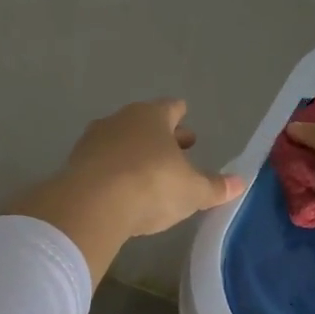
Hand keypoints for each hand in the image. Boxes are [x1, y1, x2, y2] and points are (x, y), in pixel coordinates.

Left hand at [10, 99, 244, 283]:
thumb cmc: (152, 185)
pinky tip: (123, 188)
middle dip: (161, 136)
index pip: (170, 108)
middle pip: (144, 123)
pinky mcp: (74, 165)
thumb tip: (240, 183)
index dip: (180, 114)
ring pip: (121, 141)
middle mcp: (120, 120)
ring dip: (135, 153)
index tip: (185, 118)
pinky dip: (114, 171)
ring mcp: (93, 141)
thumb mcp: (193, 191)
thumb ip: (215, 186)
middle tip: (177, 147)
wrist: (91, 205)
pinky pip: (102, 163)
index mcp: (152, 117)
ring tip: (149, 170)